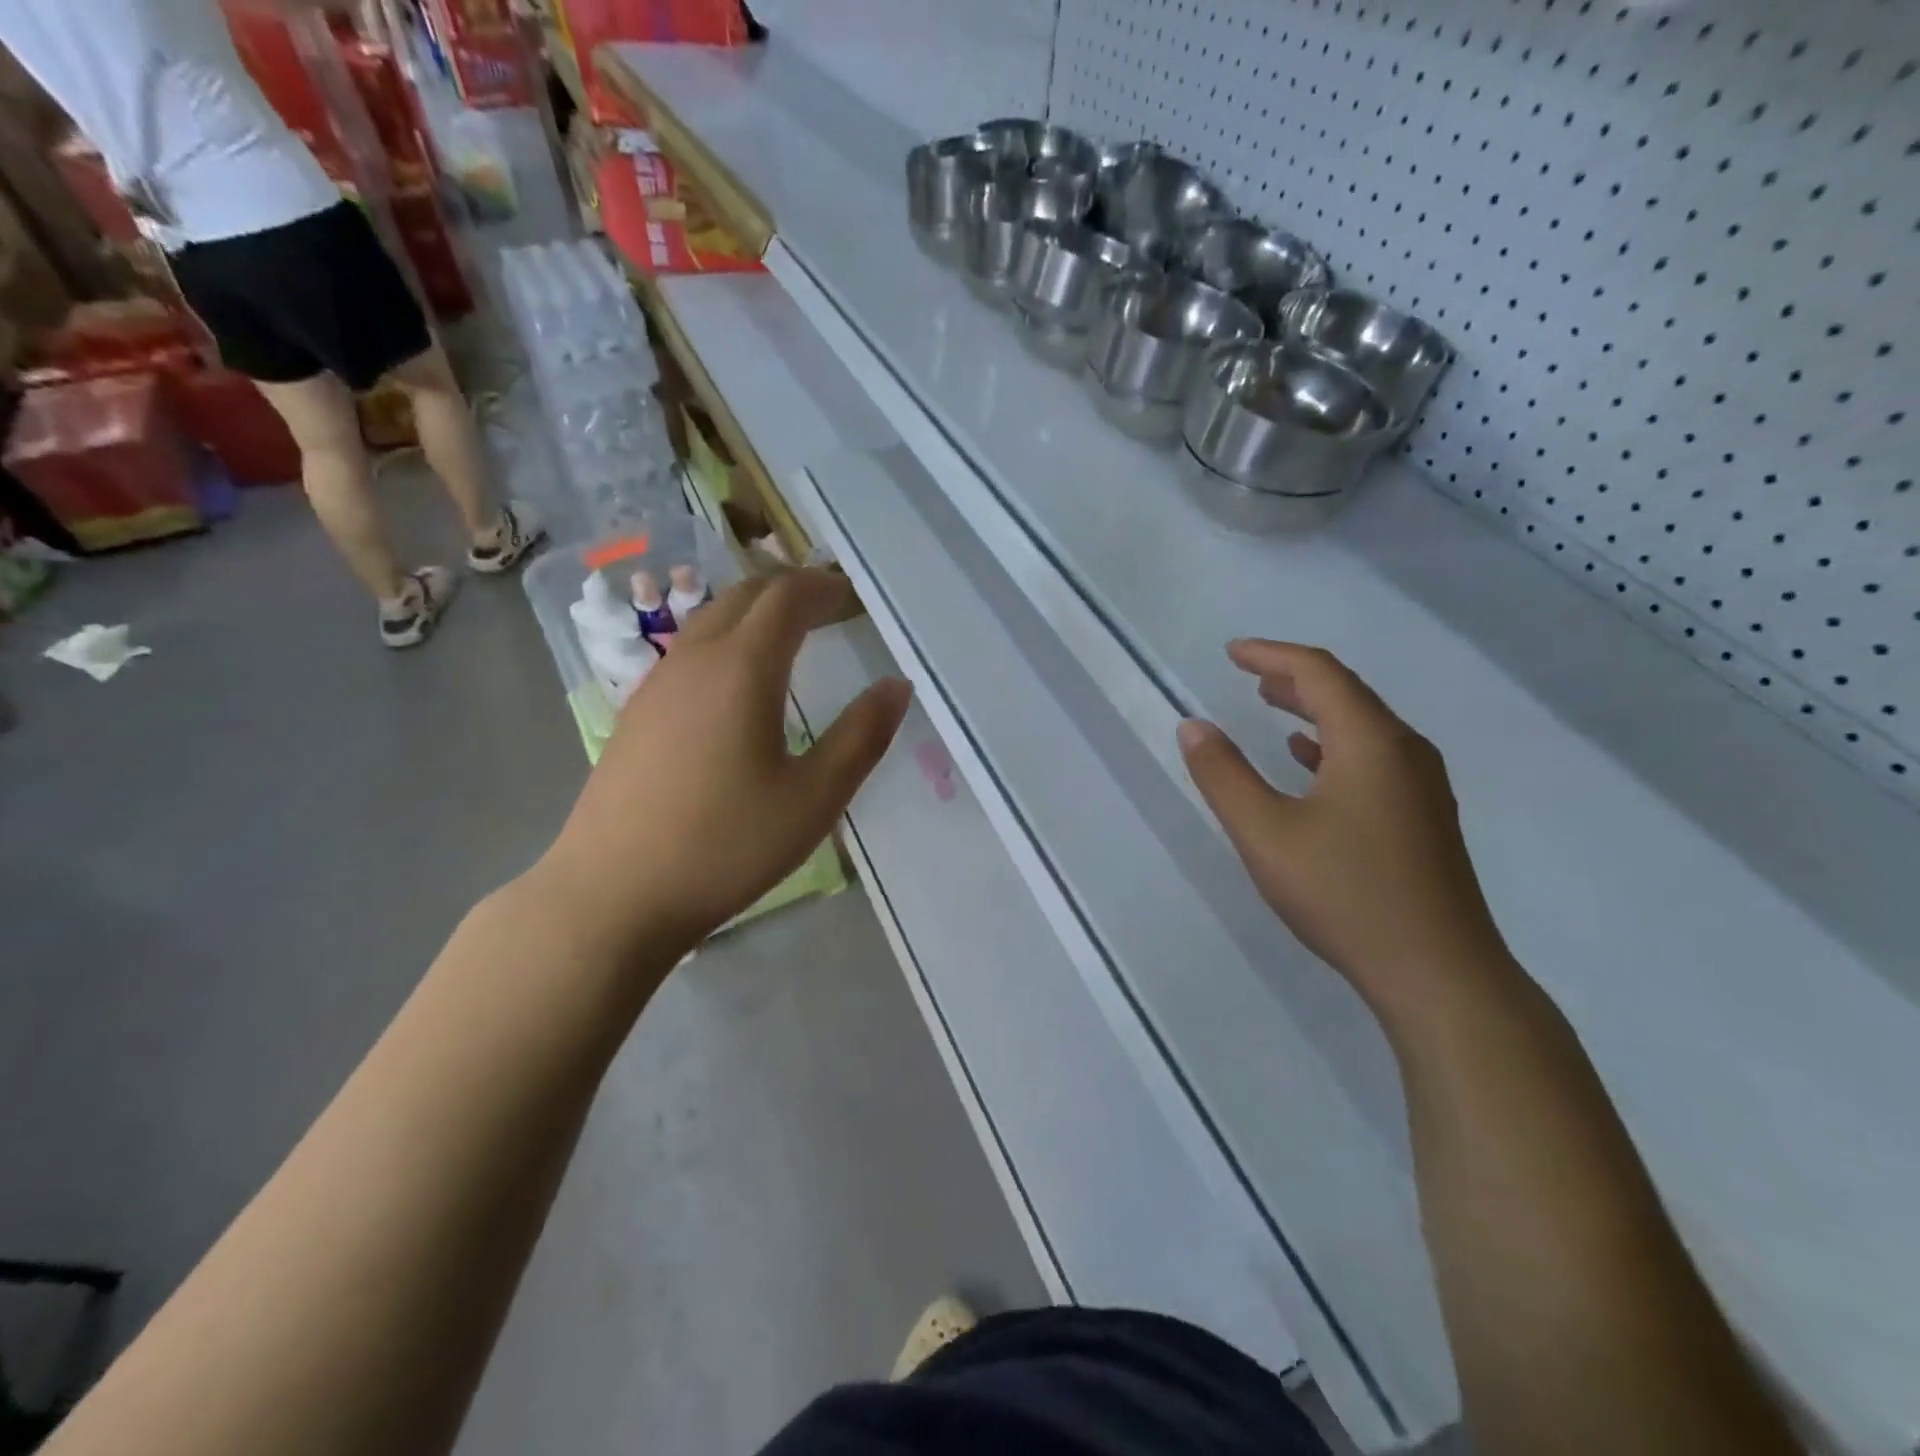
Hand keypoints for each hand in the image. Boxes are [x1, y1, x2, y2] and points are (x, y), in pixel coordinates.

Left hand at [536, 570, 909, 959]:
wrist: (612, 894)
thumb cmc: (726, 845)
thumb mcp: (814, 797)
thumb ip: (862, 735)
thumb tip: (896, 685)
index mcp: (742, 668)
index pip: (786, 597)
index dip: (823, 587)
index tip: (853, 595)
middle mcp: (695, 659)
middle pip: (745, 596)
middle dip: (791, 591)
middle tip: (831, 607)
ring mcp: (657, 684)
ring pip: (711, 620)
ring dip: (756, 613)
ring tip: (793, 637)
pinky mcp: (636, 713)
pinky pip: (689, 652)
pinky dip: (728, 642)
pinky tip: (739, 685)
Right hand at [1177, 640, 1514, 1017]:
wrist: (1438, 974)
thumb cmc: (1345, 894)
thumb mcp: (1265, 833)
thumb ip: (1224, 775)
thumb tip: (1193, 726)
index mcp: (1370, 742)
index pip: (1319, 673)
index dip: (1272, 655)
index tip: (1231, 652)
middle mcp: (1404, 751)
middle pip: (1346, 694)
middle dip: (1293, 678)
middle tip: (1248, 674)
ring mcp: (1421, 786)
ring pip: (1362, 726)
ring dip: (1314, 709)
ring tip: (1272, 705)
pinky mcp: (1423, 817)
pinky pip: (1373, 757)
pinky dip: (1333, 745)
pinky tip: (1309, 763)